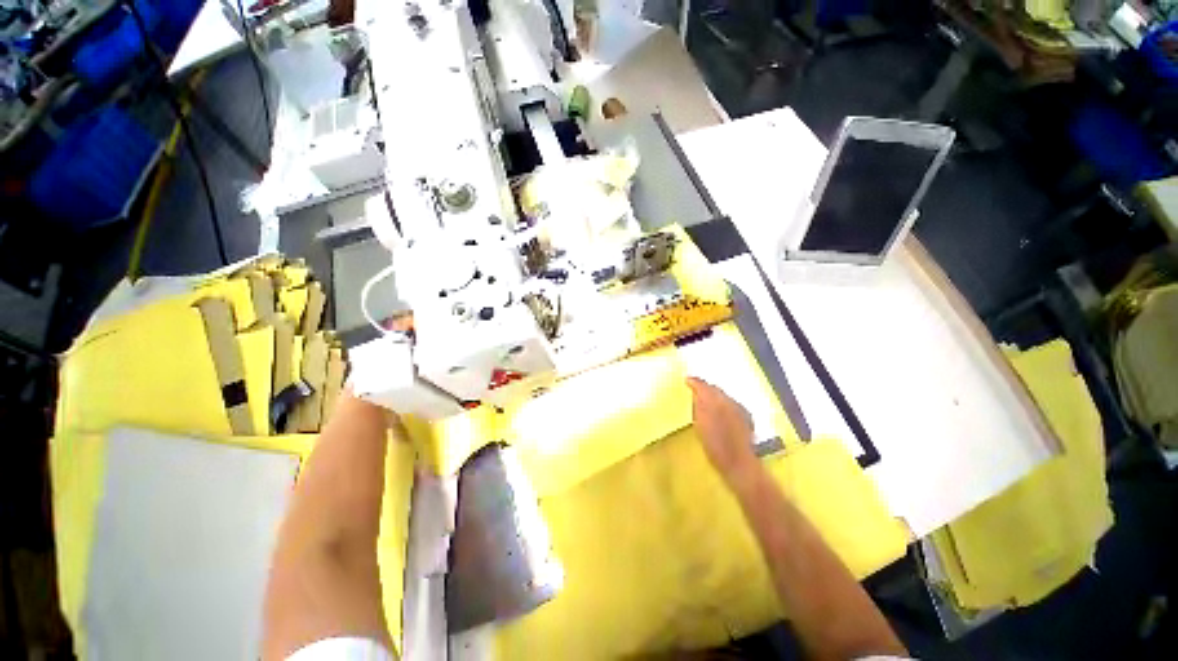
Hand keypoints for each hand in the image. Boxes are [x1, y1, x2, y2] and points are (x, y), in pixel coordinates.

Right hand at [687, 377, 756, 481]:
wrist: (739, 463)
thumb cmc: (714, 446)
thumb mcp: (700, 425)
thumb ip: (698, 405)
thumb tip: (696, 392)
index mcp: (714, 400)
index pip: (703, 385)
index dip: (694, 382)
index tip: (687, 380)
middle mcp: (729, 401)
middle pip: (715, 389)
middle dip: (705, 388)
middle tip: (695, 391)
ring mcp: (740, 409)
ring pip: (724, 397)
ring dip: (715, 397)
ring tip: (706, 402)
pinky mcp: (746, 418)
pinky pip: (732, 405)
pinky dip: (724, 406)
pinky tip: (721, 413)